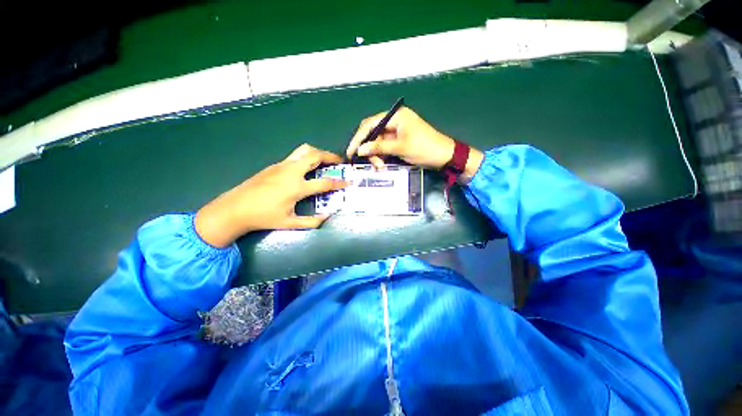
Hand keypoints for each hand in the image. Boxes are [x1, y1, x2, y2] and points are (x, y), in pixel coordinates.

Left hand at [195, 144, 347, 246]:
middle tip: (339, 161)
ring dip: (318, 153)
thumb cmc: (264, 217)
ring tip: (325, 160)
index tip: (348, 182)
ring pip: (304, 150)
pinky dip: (307, 157)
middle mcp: (291, 172)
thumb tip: (327, 217)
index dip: (339, 182)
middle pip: (315, 155)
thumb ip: (311, 222)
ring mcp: (282, 165)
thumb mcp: (290, 223)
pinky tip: (306, 168)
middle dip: (330, 156)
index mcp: (297, 187)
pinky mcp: (274, 165)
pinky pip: (295, 156)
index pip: (325, 182)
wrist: (235, 208)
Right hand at [345, 106, 483, 179]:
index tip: (351, 151)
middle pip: (373, 134)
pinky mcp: (399, 142)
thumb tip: (360, 150)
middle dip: (369, 149)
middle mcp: (394, 122)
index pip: (370, 124)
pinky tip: (383, 164)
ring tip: (379, 166)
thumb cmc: (424, 148)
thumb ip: (379, 147)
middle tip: (368, 162)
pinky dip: (382, 156)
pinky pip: (385, 148)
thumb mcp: (400, 147)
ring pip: (378, 143)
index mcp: (395, 116)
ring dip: (376, 155)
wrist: (444, 156)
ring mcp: (396, 132)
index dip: (359, 138)